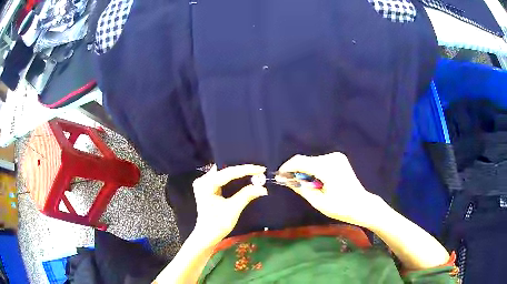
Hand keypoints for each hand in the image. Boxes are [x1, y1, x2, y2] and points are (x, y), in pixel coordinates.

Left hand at [192, 164, 267, 244]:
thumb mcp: (233, 210)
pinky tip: (244, 177)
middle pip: (225, 170)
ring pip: (224, 172)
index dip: (245, 170)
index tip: (261, 169)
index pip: (228, 173)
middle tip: (259, 169)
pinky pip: (223, 178)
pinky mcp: (208, 187)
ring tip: (254, 171)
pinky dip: (234, 178)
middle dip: (242, 169)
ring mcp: (204, 183)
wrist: (206, 236)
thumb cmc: (217, 224)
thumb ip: (246, 195)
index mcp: (206, 184)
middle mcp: (203, 180)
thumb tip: (263, 188)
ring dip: (239, 173)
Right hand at [278, 152, 382, 227]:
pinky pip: (320, 162)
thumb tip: (285, 180)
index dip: (287, 168)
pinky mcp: (339, 159)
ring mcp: (337, 157)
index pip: (300, 161)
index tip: (279, 177)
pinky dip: (314, 170)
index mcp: (327, 167)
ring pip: (312, 161)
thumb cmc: (341, 207)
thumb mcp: (319, 202)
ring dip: (305, 172)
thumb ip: (301, 189)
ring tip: (306, 186)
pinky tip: (316, 182)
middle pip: (306, 160)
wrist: (362, 205)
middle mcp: (332, 157)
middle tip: (291, 185)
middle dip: (296, 171)